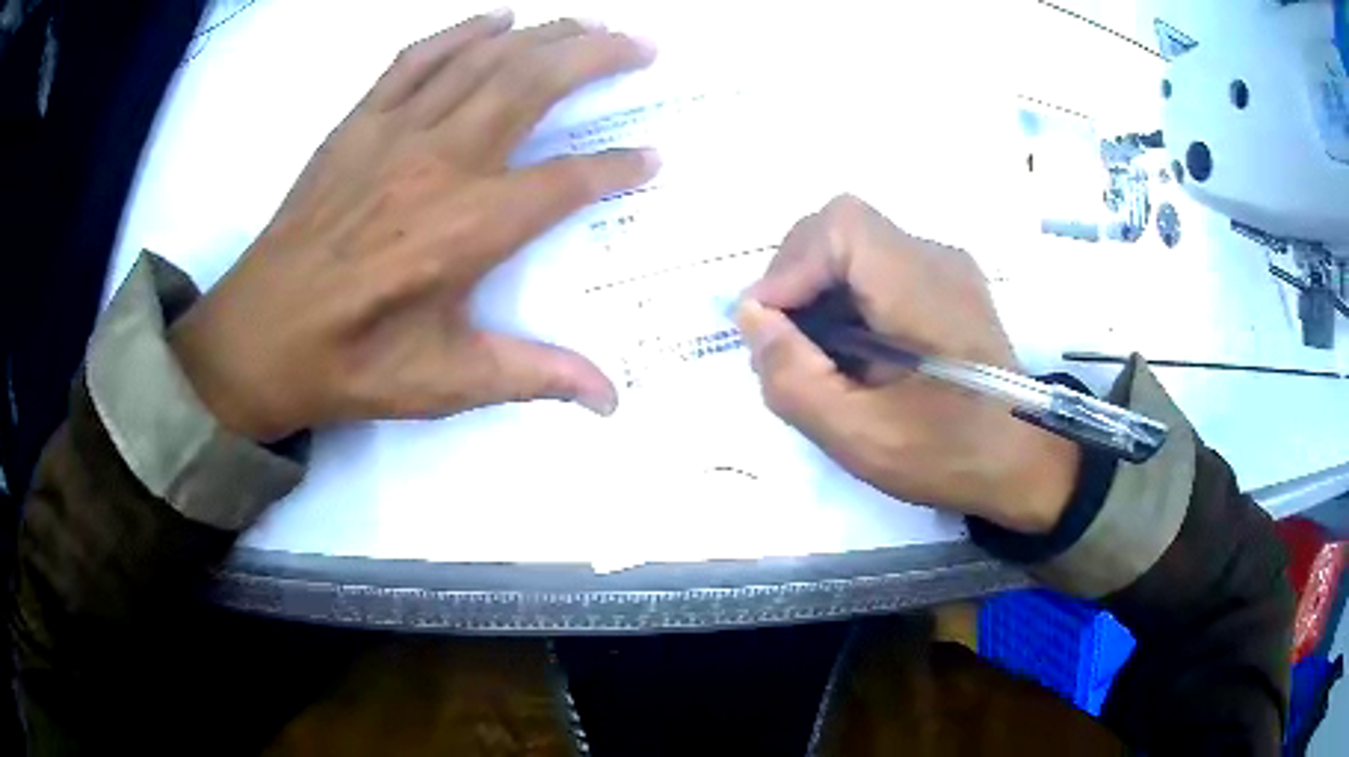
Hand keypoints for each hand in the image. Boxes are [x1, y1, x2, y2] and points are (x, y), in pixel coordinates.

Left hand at [169, 11, 659, 441]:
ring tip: (588, 23)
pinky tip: (497, 19)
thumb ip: (535, 377)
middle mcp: (442, 163)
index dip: (618, 166)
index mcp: (469, 228)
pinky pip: (418, 59)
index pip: (567, 181)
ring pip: (485, 61)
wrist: (259, 338)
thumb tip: (611, 401)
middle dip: (597, 57)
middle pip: (534, 86)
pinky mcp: (359, 123)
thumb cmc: (352, 362)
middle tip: (641, 45)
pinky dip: (463, 32)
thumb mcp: (447, 382)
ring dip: (544, 35)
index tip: (653, 157)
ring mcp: (396, 134)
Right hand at [737, 196, 1079, 533]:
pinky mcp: (947, 283)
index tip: (770, 326)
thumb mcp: (860, 438)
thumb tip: (752, 316)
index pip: (840, 226)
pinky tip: (851, 347)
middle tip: (784, 339)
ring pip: (857, 245)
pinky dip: (847, 296)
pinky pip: (879, 266)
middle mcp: (937, 259)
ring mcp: (946, 267)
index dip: (791, 265)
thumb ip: (793, 377)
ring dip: (819, 287)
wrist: (1025, 462)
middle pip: (843, 228)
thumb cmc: (949, 456)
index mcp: (923, 289)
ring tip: (816, 351)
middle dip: (798, 276)